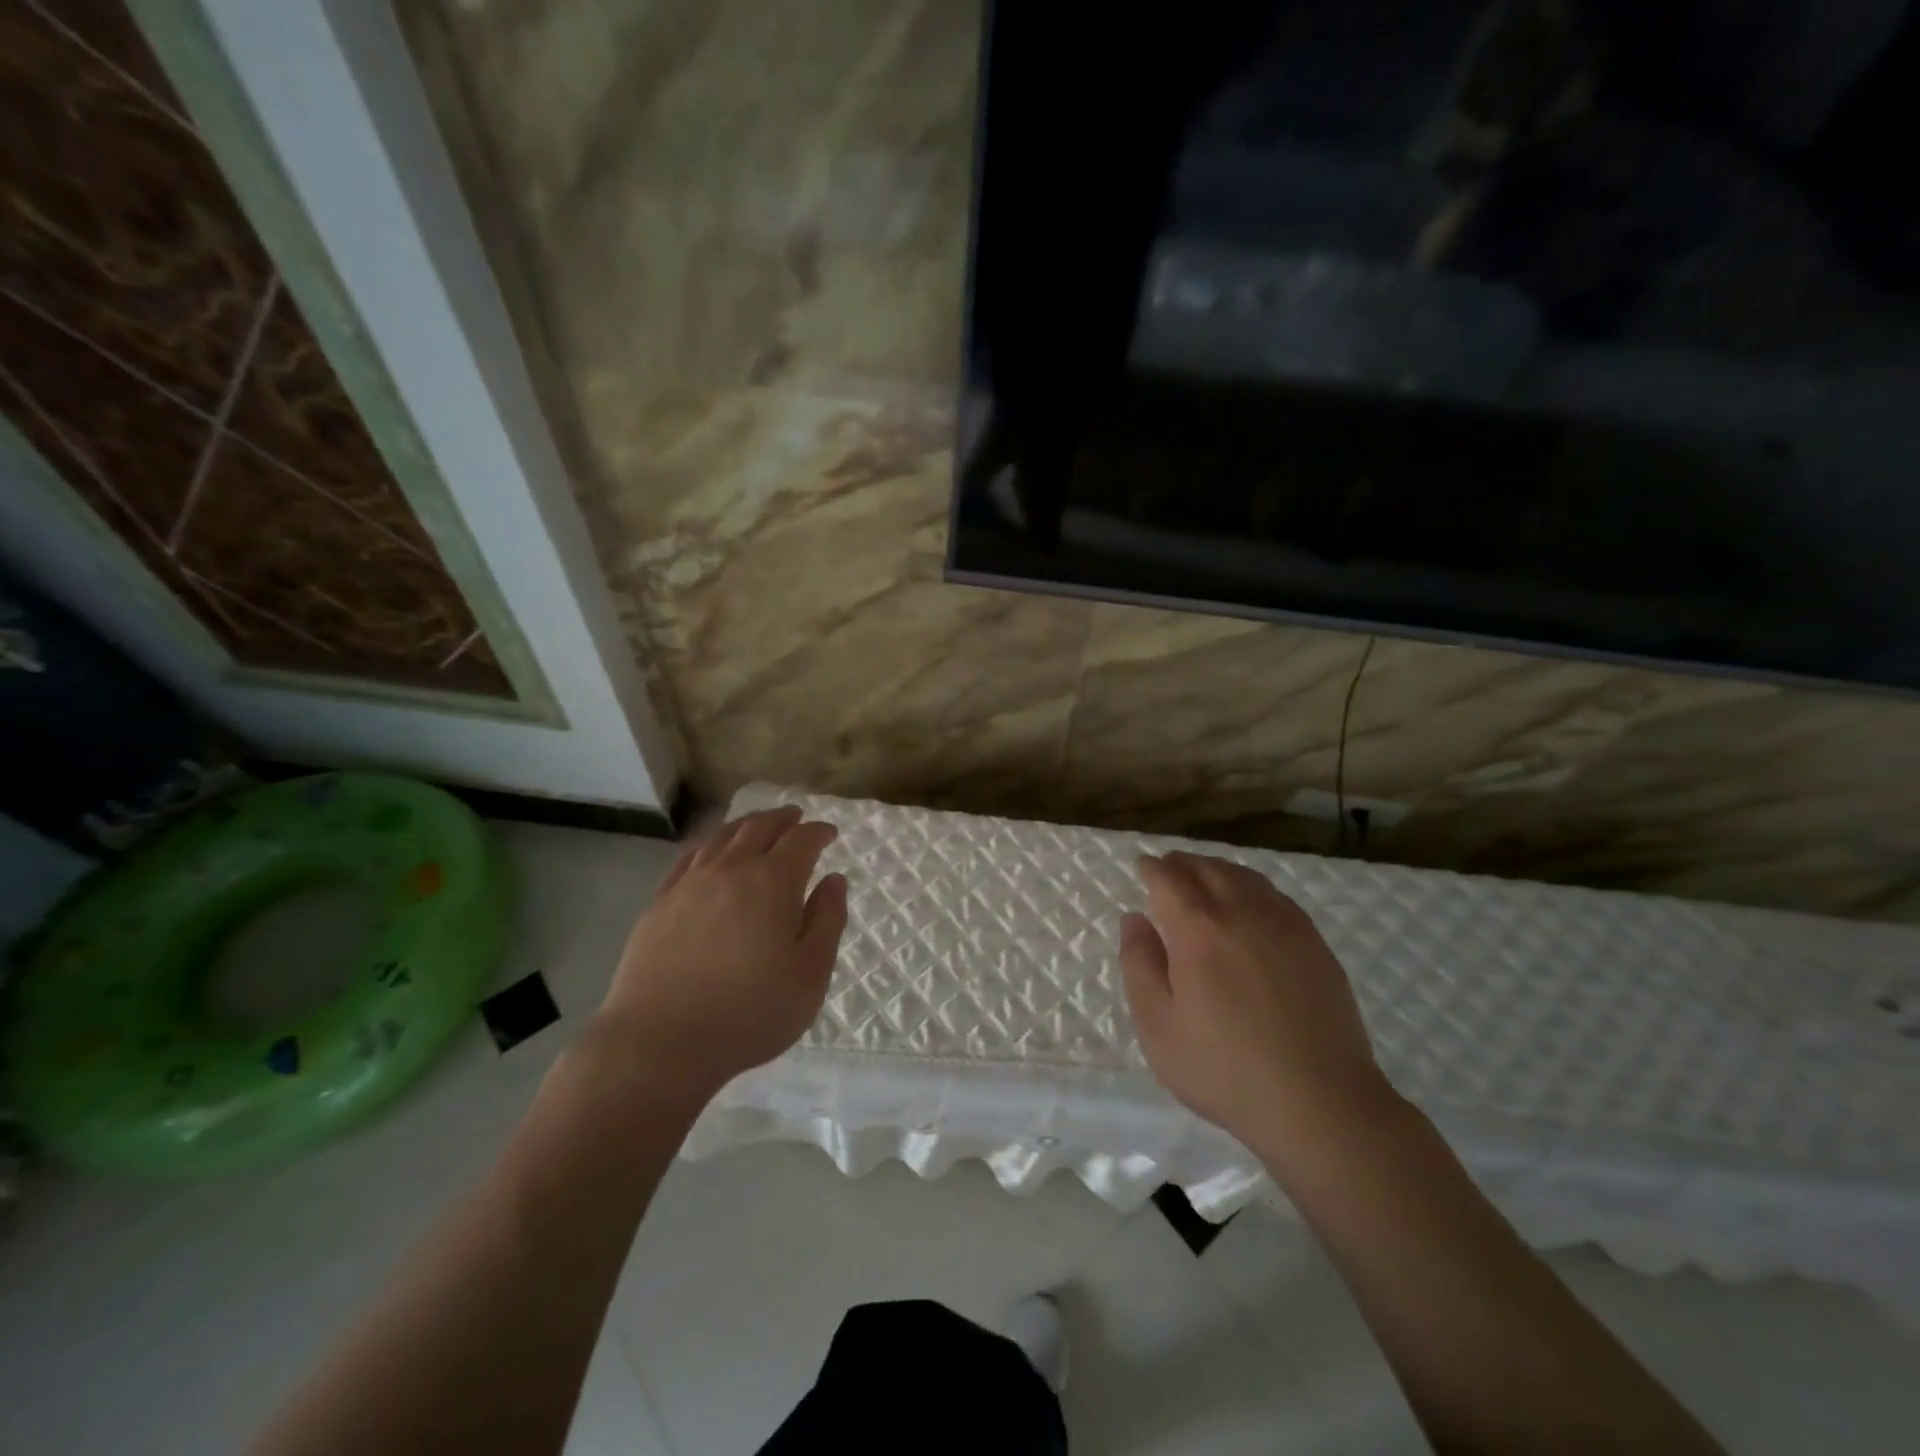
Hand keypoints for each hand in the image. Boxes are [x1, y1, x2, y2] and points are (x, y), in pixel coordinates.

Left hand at [597, 807, 847, 1101]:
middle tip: (796, 817)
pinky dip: (709, 843)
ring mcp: (690, 884)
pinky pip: (688, 857)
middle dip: (783, 818)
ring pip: (722, 836)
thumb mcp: (810, 975)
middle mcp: (731, 870)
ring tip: (758, 825)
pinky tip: (711, 851)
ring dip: (746, 824)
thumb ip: (827, 921)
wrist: (659, 1042)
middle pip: (759, 827)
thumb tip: (834, 880)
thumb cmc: (748, 1013)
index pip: (801, 840)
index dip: (818, 832)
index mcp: (773, 882)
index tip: (830, 833)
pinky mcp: (660, 903)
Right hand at [1119, 852, 1392, 1163]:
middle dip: (1182, 863)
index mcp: (1197, 930)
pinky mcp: (1314, 943)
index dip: (1152, 868)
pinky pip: (1275, 896)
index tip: (1142, 866)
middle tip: (1168, 869)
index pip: (1169, 878)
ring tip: (1203, 878)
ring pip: (1244, 876)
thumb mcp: (1158, 1027)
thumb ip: (1139, 965)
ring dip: (1216, 870)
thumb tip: (1134, 919)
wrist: (1320, 1102)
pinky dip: (1251, 886)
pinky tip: (1249, 904)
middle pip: (1207, 868)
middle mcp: (1241, 912)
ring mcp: (1284, 925)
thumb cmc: (1225, 1070)